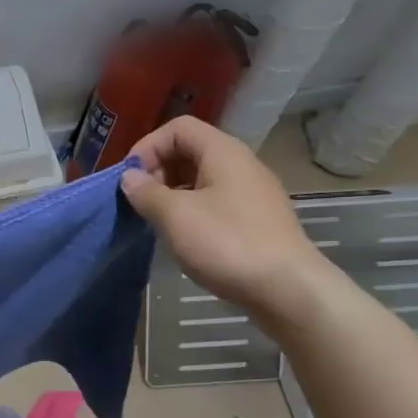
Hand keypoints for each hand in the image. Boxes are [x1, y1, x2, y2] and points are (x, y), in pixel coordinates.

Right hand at [119, 117, 333, 318]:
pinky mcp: (256, 218)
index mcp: (223, 152)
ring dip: (172, 192)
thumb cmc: (227, 243)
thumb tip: (130, 177)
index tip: (130, 178)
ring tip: (156, 220)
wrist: (288, 289)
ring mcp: (252, 192)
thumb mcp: (175, 216)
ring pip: (201, 178)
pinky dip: (191, 209)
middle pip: (190, 150)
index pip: (178, 128)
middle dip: (158, 170)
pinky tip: (183, 235)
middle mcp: (241, 164)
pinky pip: (215, 200)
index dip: (148, 146)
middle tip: (140, 200)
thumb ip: (146, 192)